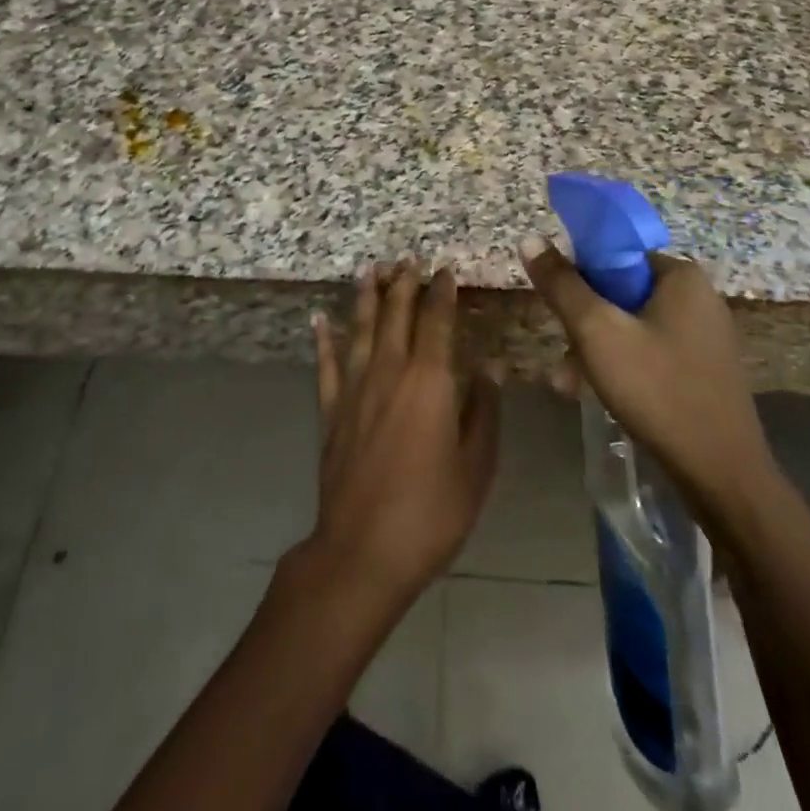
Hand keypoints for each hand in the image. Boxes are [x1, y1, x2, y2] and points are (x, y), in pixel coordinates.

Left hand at [301, 261, 500, 614]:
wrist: (362, 551)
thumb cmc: (431, 511)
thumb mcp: (476, 467)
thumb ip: (484, 412)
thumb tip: (489, 368)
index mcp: (430, 381)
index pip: (438, 321)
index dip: (443, 293)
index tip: (445, 270)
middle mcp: (390, 372)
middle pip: (396, 315)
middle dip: (404, 283)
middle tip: (408, 258)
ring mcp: (355, 389)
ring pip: (361, 329)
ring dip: (367, 297)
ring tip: (371, 269)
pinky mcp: (331, 411)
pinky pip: (326, 364)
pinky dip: (323, 339)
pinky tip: (320, 318)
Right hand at [519, 238, 772, 508]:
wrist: (722, 475)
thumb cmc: (658, 390)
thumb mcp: (597, 333)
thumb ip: (562, 285)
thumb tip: (530, 238)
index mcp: (680, 275)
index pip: (616, 254)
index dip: (580, 276)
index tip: (560, 307)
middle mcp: (698, 296)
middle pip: (621, 291)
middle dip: (585, 322)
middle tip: (563, 356)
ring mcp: (705, 334)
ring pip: (633, 325)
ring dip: (596, 349)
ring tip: (567, 383)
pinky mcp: (704, 368)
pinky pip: (651, 350)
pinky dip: (623, 365)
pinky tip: (597, 394)